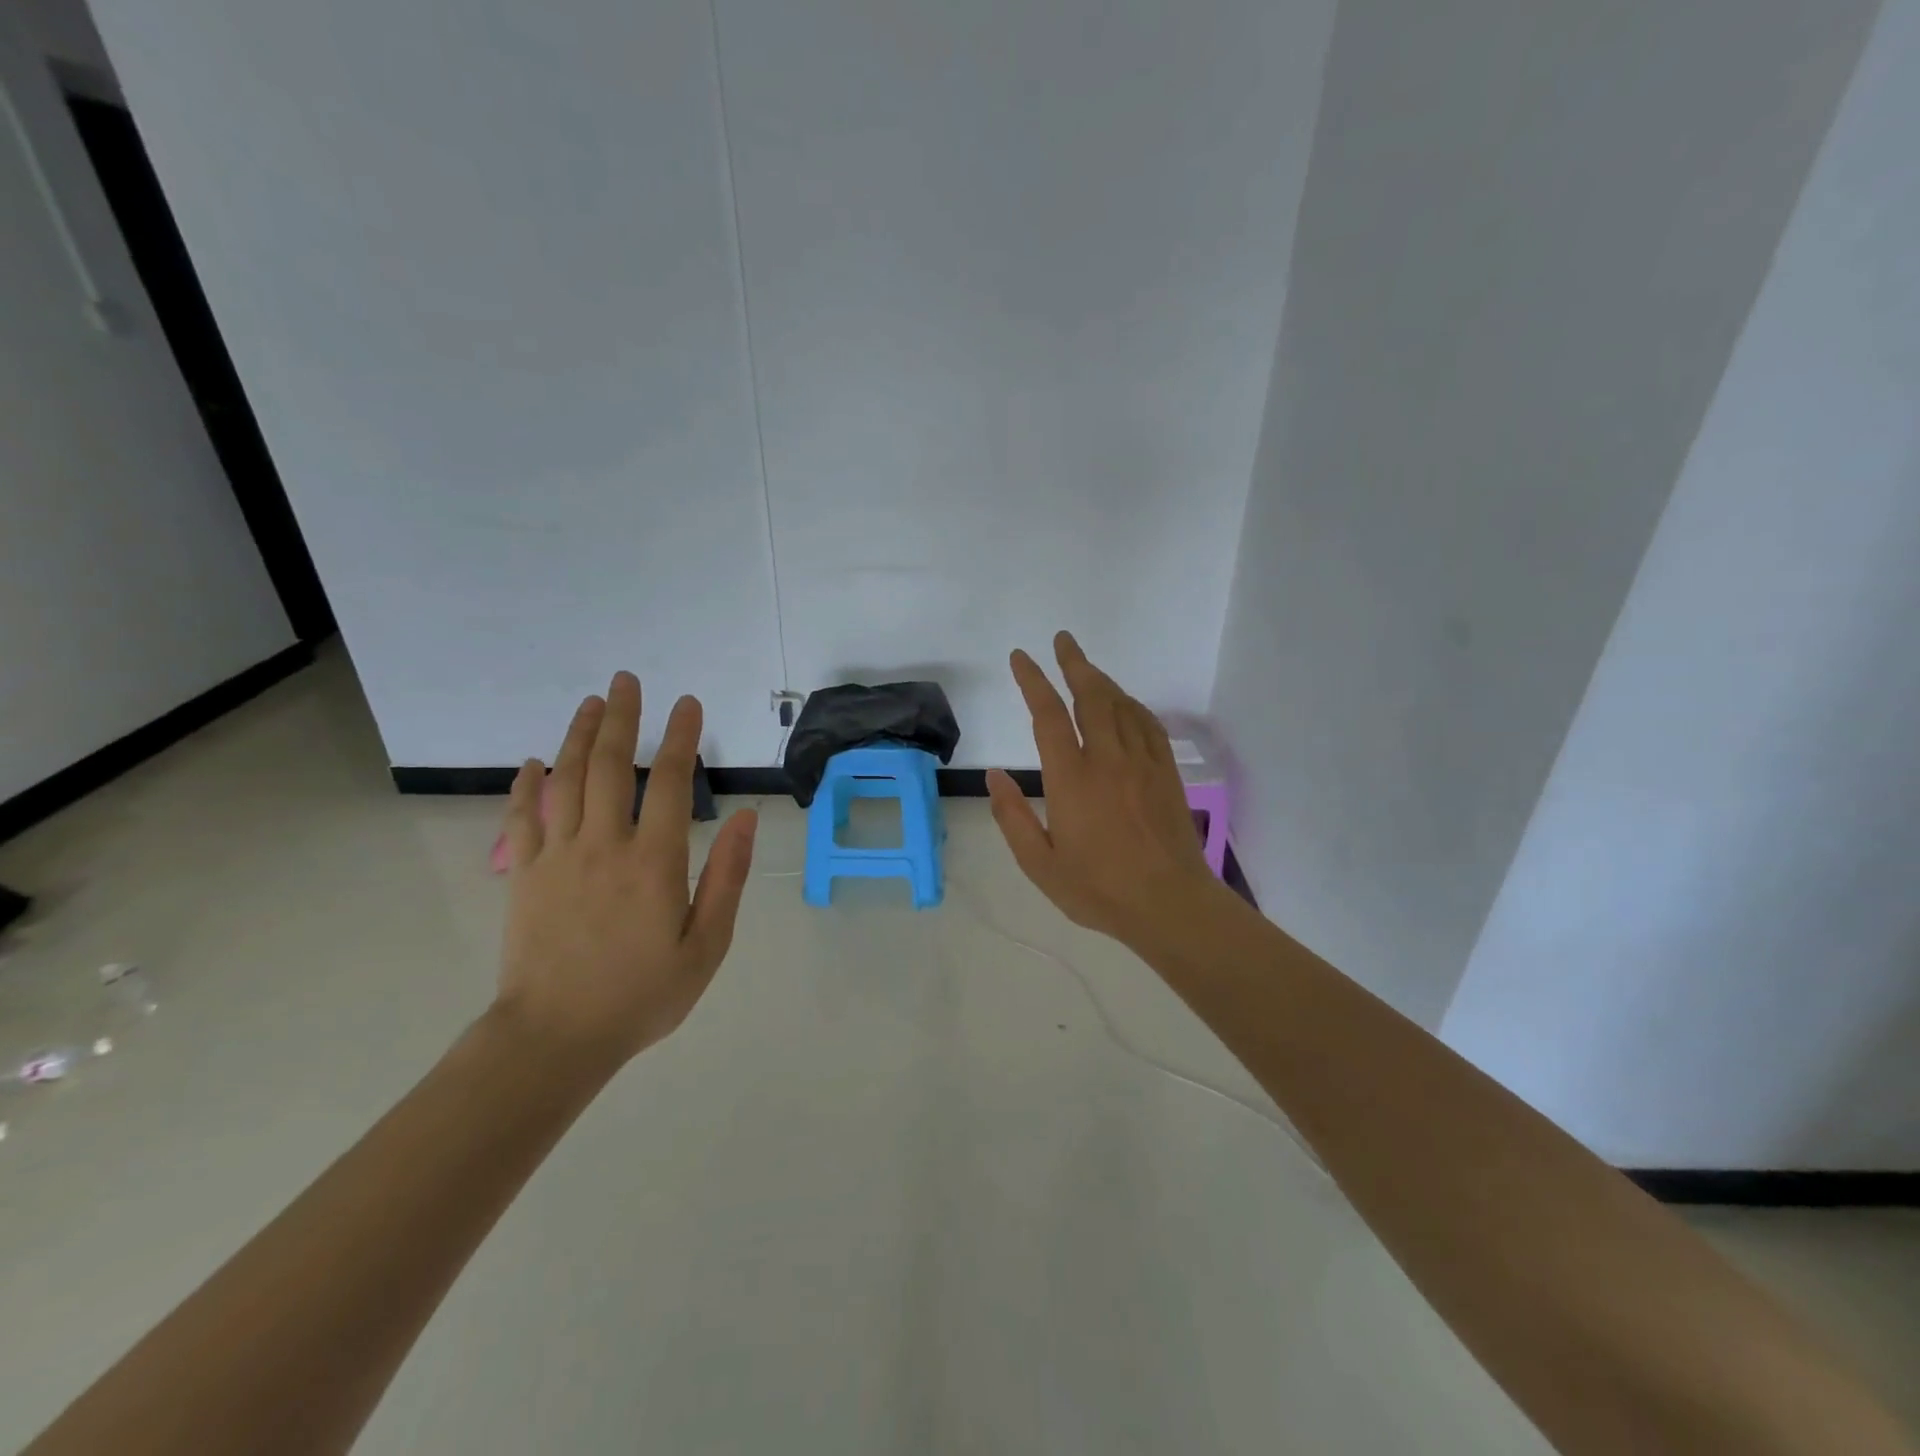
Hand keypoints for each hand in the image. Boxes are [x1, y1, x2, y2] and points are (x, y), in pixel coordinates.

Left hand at [495, 672, 757, 1066]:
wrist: (555, 1039)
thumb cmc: (641, 995)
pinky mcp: (524, 875)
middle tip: (627, 680)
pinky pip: (522, 818)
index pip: (668, 782)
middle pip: (610, 766)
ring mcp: (557, 857)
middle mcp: (603, 846)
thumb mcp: (706, 945)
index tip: (687, 704)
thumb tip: (745, 819)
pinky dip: (526, 785)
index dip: (680, 738)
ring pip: (566, 780)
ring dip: (579, 736)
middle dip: (622, 718)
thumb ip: (727, 877)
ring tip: (592, 702)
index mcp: (653, 862)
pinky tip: (533, 762)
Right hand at [987, 631, 1228, 949]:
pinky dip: (1132, 705)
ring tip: (1086, 667)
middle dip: (1074, 663)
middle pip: (1090, 695)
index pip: (1047, 715)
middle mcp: (1108, 759)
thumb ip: (1013, 817)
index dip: (1033, 680)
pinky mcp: (1166, 772)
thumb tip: (995, 775)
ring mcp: (1142, 762)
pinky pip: (1148, 724)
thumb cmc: (1099, 889)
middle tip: (1063, 641)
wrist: (1170, 903)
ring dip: (1101, 680)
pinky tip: (1125, 703)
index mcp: (1072, 779)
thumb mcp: (1040, 864)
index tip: (1021, 657)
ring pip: (1121, 705)